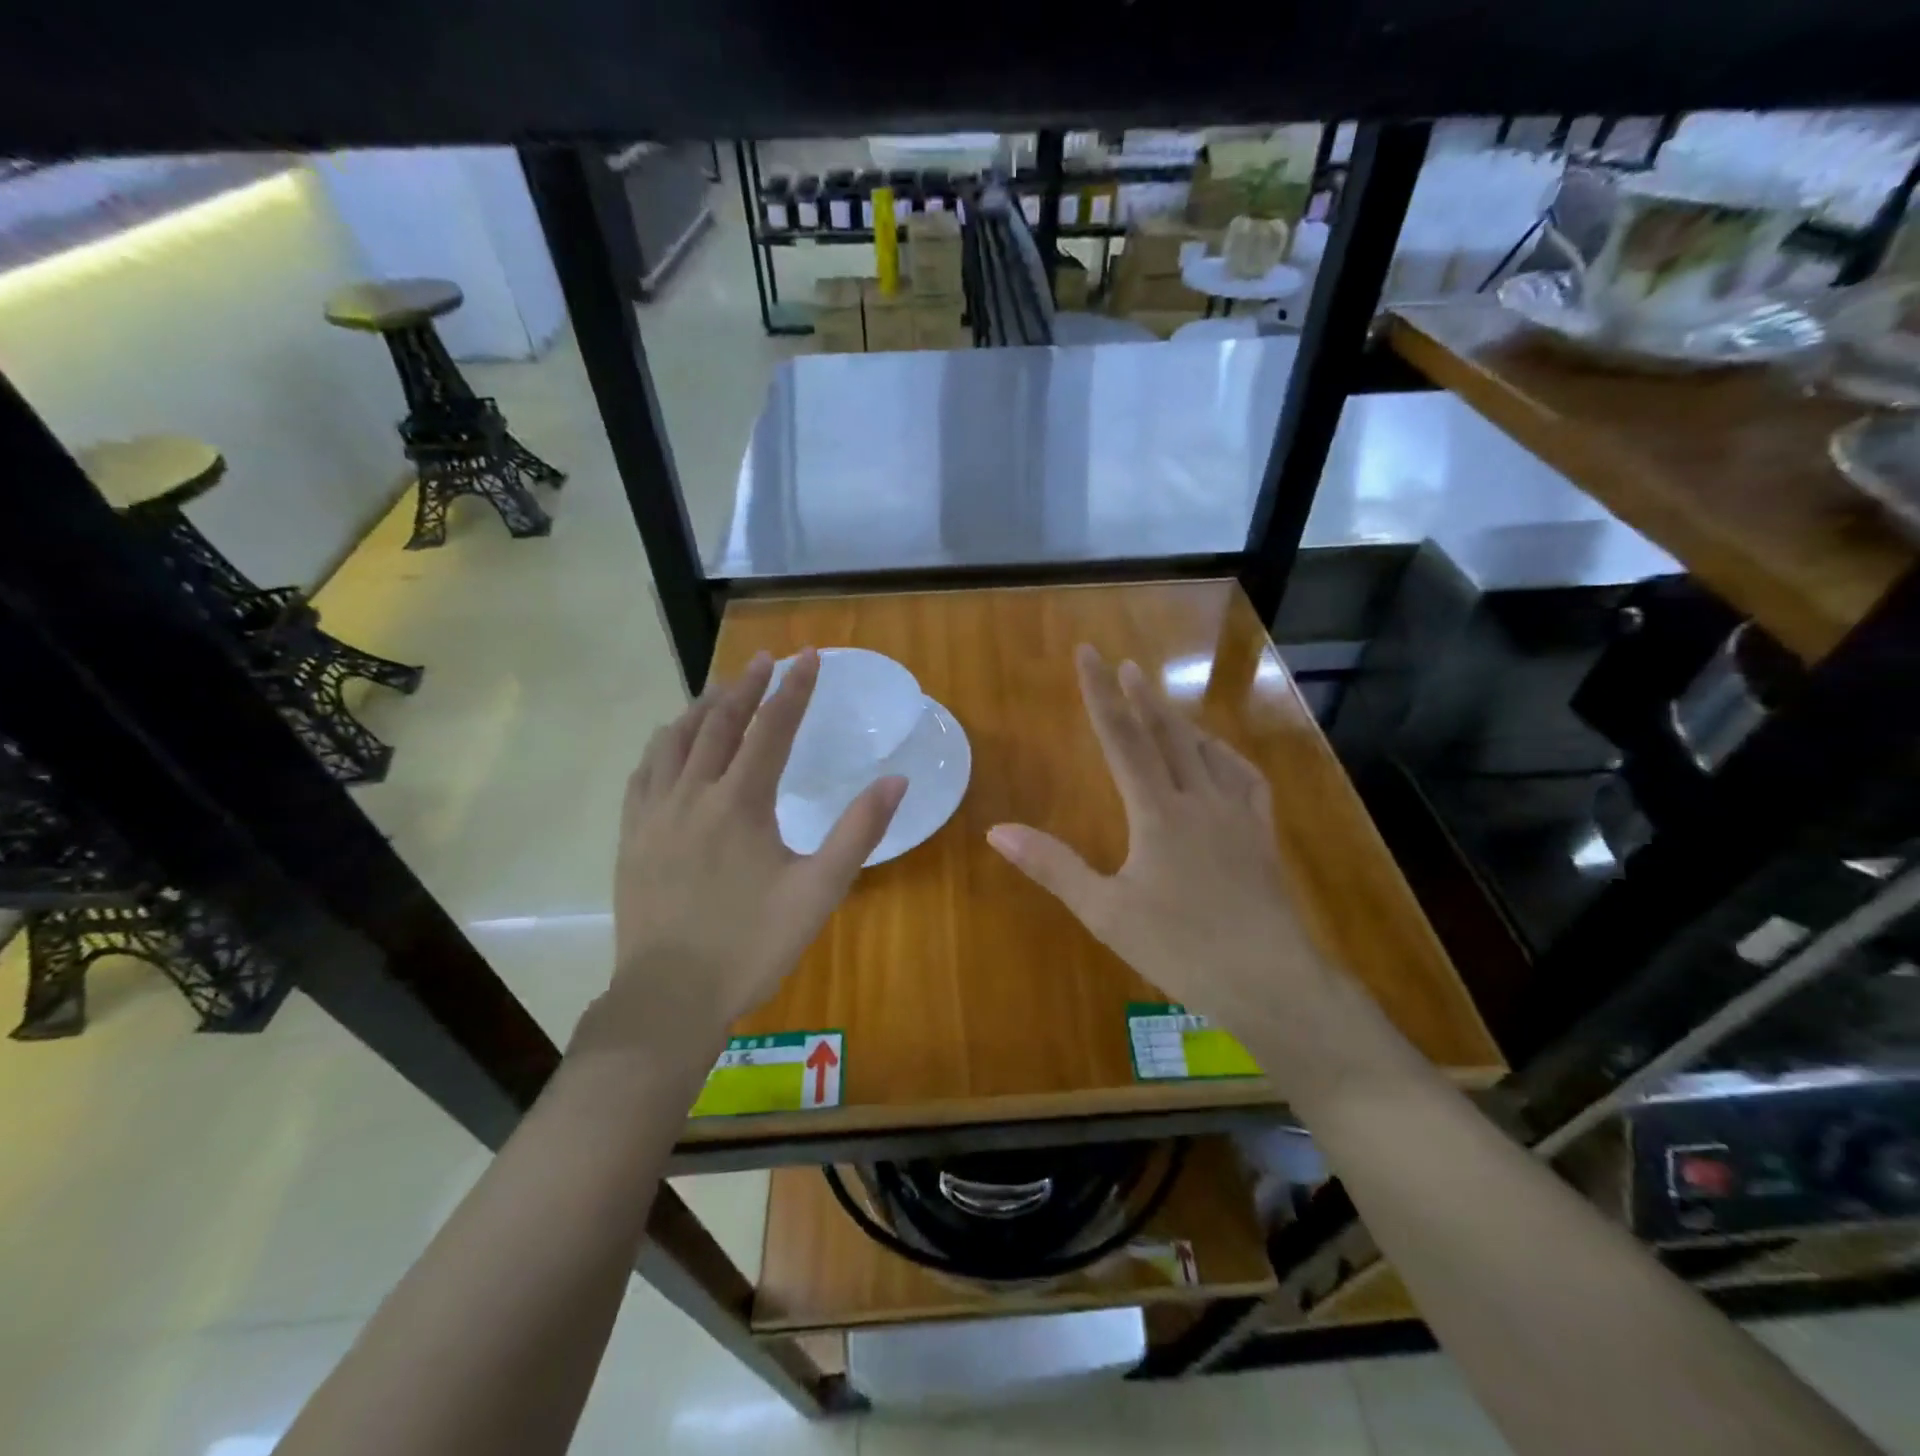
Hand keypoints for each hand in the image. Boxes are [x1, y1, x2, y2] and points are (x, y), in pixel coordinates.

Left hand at [578, 650, 905, 1068]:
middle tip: (767, 660)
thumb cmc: (752, 945)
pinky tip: (671, 743)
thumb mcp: (819, 892)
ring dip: (702, 708)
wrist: (670, 998)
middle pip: (719, 723)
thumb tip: (895, 780)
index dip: (793, 690)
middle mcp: (692, 794)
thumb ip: (858, 832)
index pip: (771, 729)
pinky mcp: (632, 835)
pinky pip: (644, 771)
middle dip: (747, 686)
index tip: (809, 657)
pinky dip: (664, 744)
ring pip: (675, 740)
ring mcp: (654, 814)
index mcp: (740, 804)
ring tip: (721, 690)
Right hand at [987, 645, 1327, 1037]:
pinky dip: (1228, 757)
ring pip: (1207, 752)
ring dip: (1181, 722)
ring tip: (1164, 704)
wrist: (1270, 981)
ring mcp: (1238, 815)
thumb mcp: (1105, 912)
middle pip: (1167, 734)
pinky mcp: (1262, 836)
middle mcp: (1199, 799)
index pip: (1122, 739)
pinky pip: (1247, 780)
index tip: (1089, 654)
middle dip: (1142, 697)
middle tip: (1127, 664)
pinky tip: (1222, 758)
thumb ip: (1053, 866)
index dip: (1101, 693)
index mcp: (1157, 812)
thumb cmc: (1180, 948)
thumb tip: (996, 831)